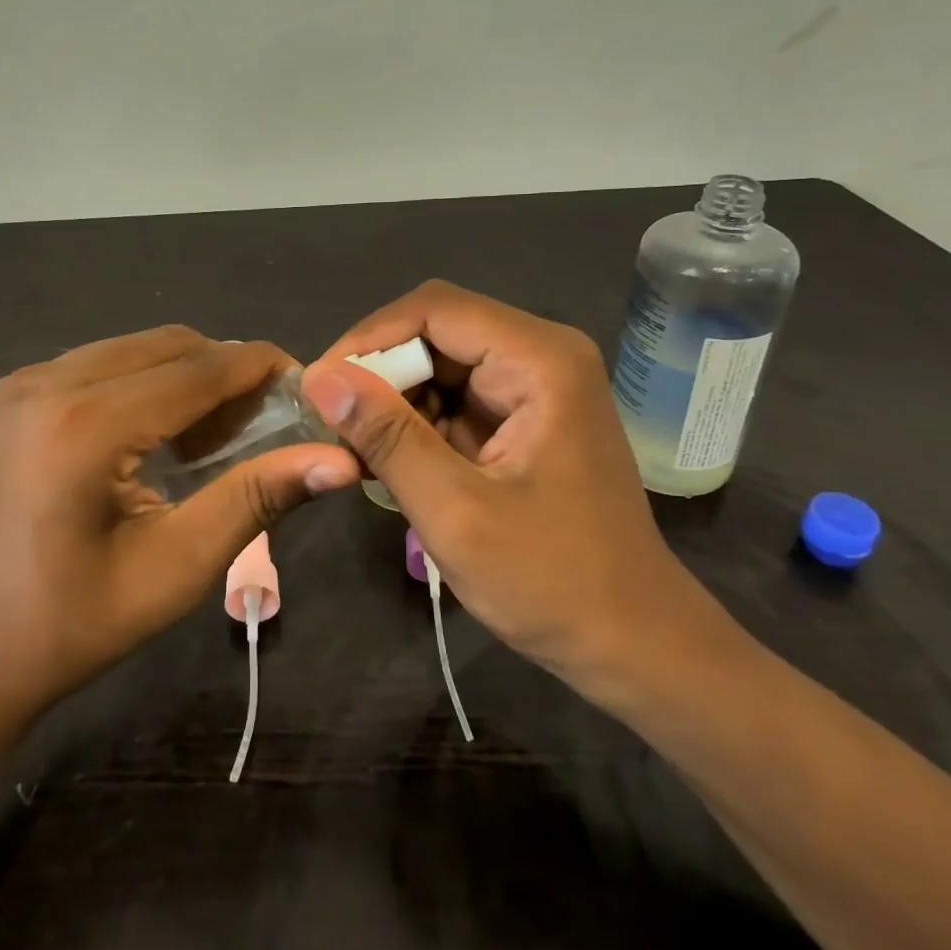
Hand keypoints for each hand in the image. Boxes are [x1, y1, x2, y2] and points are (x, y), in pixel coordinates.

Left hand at [0, 328, 360, 722]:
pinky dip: (152, 381)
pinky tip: (167, 430)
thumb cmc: (77, 623)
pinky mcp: (19, 393)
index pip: (199, 369)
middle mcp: (50, 383)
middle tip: (269, 420)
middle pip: (171, 345)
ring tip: (222, 431)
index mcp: (85, 425)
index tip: (310, 385)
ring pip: (141, 348)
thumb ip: (257, 498)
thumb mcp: (179, 566)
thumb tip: (340, 460)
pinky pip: (108, 362)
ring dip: (192, 375)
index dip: (262, 369)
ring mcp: (26, 382)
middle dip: (229, 371)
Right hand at [301, 281, 730, 701]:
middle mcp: (541, 354)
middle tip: (333, 425)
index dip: (368, 339)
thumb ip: (387, 437)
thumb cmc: (552, 581)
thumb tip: (319, 377)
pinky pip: (455, 397)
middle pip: (436, 331)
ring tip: (360, 452)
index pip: (433, 309)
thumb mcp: (455, 511)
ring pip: (439, 364)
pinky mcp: (523, 416)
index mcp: (540, 360)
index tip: (321, 388)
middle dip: (380, 374)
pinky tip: (393, 464)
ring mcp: (535, 385)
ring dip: (395, 402)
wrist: (631, 640)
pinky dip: (417, 424)